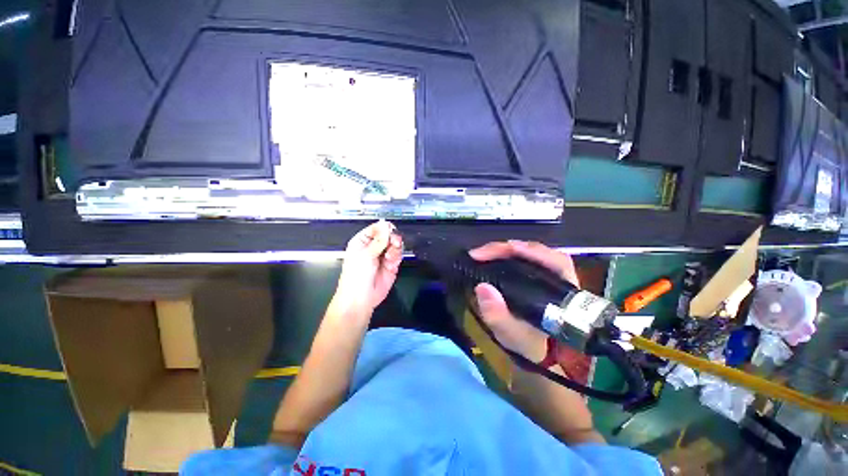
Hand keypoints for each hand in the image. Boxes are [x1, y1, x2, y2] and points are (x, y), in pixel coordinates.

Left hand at [332, 220, 403, 316]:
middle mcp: (373, 247)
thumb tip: (386, 226)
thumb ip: (379, 240)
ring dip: (395, 248)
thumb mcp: (365, 255)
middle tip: (394, 243)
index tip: (390, 230)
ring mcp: (382, 256)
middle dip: (392, 238)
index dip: (383, 228)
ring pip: (395, 244)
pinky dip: (397, 257)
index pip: (375, 228)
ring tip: (390, 256)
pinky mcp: (391, 264)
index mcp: (361, 242)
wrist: (361, 299)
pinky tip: (391, 263)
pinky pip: (398, 255)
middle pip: (387, 235)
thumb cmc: (356, 276)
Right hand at [468, 240, 579, 362]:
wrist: (536, 355)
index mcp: (562, 293)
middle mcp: (557, 279)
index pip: (556, 261)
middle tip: (482, 253)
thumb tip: (482, 287)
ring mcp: (545, 276)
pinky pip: (521, 260)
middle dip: (508, 249)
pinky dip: (504, 256)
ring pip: (528, 253)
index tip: (505, 249)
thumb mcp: (514, 337)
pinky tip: (490, 258)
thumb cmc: (530, 346)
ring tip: (483, 254)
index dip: (531, 251)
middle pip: (538, 252)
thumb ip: (499, 317)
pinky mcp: (533, 277)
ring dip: (505, 251)